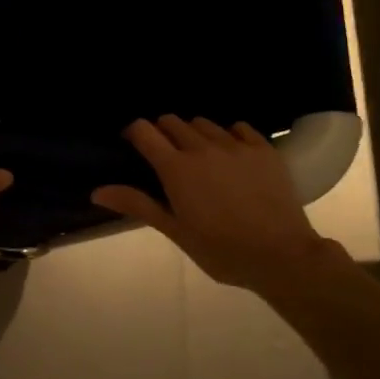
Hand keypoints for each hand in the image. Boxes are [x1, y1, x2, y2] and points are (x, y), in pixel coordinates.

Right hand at [91, 116, 327, 293]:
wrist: (282, 256)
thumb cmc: (221, 250)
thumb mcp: (175, 231)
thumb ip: (137, 204)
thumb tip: (97, 191)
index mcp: (176, 168)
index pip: (144, 131)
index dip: (134, 133)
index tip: (133, 145)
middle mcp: (202, 147)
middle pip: (172, 121)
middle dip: (163, 132)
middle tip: (167, 157)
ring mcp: (235, 145)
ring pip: (204, 123)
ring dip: (194, 134)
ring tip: (200, 156)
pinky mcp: (263, 148)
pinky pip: (238, 127)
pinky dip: (228, 135)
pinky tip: (232, 155)